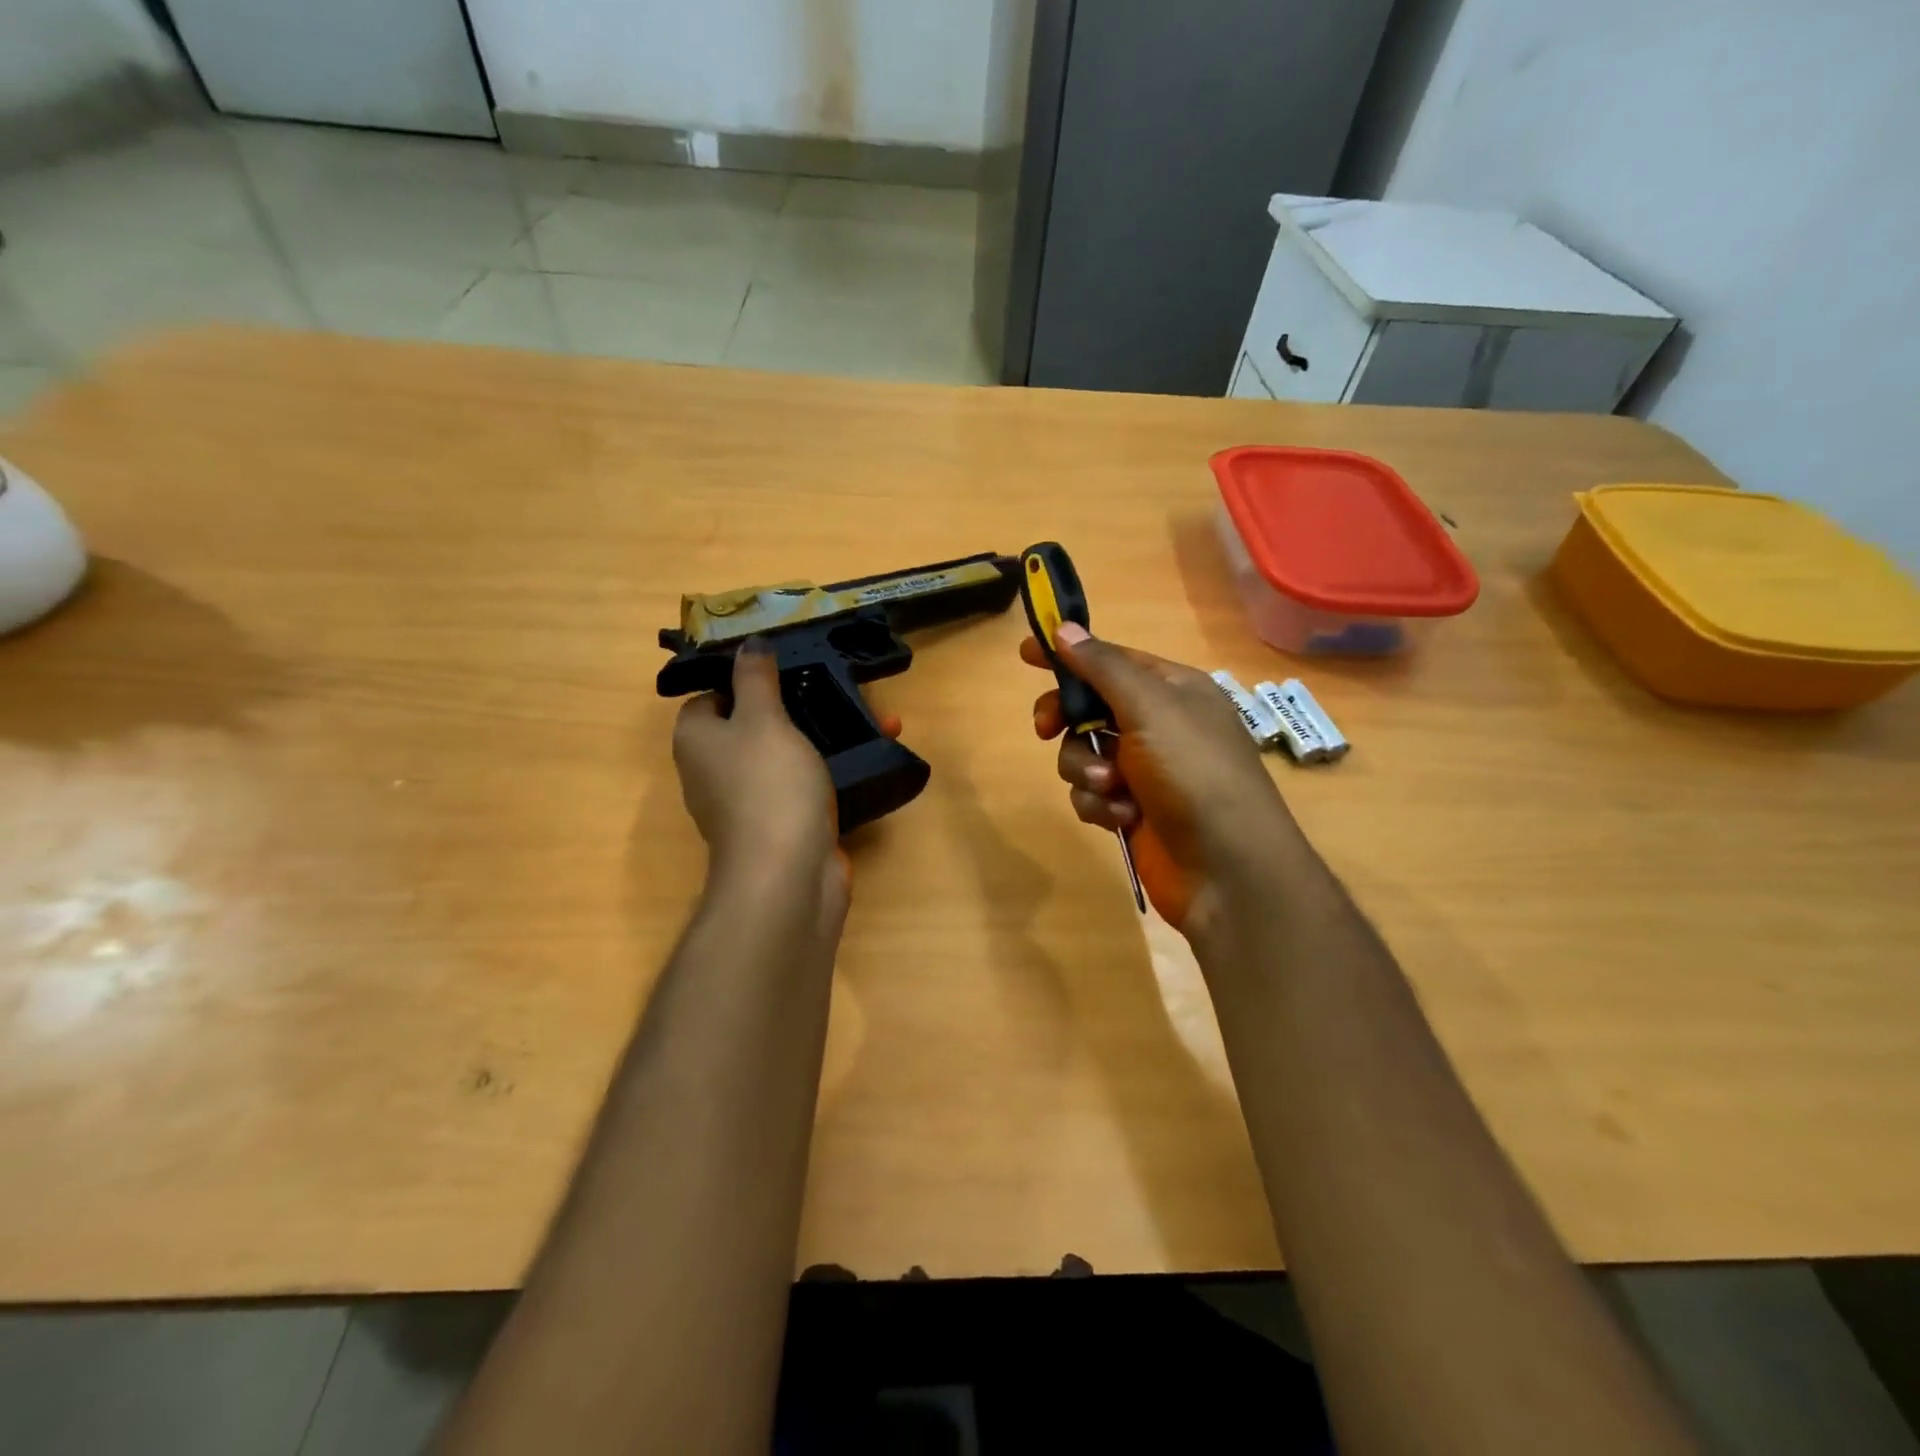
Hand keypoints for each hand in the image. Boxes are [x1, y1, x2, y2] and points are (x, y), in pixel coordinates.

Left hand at [672, 643, 900, 911]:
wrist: (787, 875)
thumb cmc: (768, 785)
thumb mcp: (763, 719)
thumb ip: (756, 679)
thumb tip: (747, 644)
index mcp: (698, 740)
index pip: (710, 697)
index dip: (743, 681)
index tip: (785, 670)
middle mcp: (714, 771)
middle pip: (753, 726)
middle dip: (796, 708)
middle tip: (835, 689)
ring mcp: (749, 803)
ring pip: (786, 756)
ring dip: (824, 738)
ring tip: (870, 718)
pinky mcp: (783, 825)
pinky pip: (806, 786)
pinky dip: (833, 772)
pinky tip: (871, 755)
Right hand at [1024, 625, 1300, 936]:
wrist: (1227, 868)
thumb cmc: (1194, 773)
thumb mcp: (1150, 708)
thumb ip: (1103, 667)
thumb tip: (1065, 629)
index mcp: (1172, 690)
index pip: (1111, 659)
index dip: (1070, 654)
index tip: (1026, 654)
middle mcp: (1157, 725)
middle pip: (1089, 707)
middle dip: (1067, 720)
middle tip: (1045, 727)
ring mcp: (1144, 770)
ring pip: (1083, 753)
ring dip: (1087, 769)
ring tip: (1114, 788)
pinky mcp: (1131, 809)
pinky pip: (1091, 793)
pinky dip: (1100, 803)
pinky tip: (1123, 817)